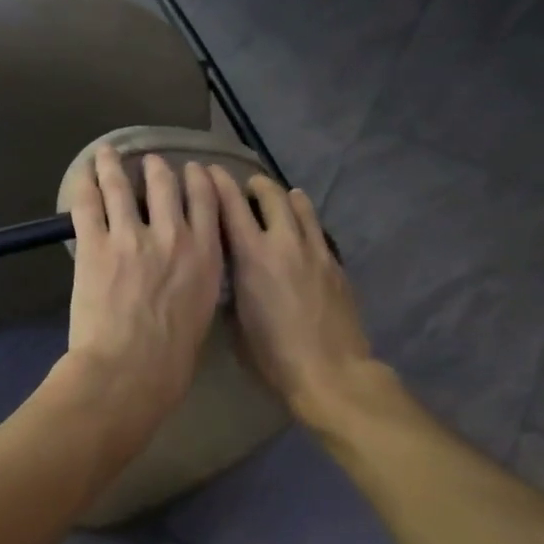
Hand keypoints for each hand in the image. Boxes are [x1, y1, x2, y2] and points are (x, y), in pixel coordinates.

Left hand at [63, 146, 224, 441]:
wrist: (130, 370)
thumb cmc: (172, 358)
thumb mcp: (202, 311)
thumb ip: (198, 279)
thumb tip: (188, 269)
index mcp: (206, 254)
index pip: (207, 200)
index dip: (199, 179)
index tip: (193, 170)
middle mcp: (172, 235)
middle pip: (165, 185)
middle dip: (157, 168)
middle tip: (150, 162)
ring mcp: (131, 236)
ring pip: (122, 187)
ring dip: (114, 166)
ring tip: (108, 154)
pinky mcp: (95, 245)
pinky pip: (88, 205)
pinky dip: (85, 186)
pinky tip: (83, 175)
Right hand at [209, 167, 376, 421]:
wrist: (330, 371)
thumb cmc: (273, 356)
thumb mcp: (236, 323)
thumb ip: (230, 289)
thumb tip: (230, 276)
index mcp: (252, 258)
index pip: (231, 207)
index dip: (218, 185)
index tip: (207, 171)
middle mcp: (284, 243)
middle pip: (272, 196)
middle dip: (256, 185)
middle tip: (247, 186)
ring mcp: (315, 251)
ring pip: (301, 207)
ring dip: (286, 197)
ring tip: (280, 197)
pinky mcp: (336, 264)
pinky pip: (318, 231)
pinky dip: (306, 221)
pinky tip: (302, 229)